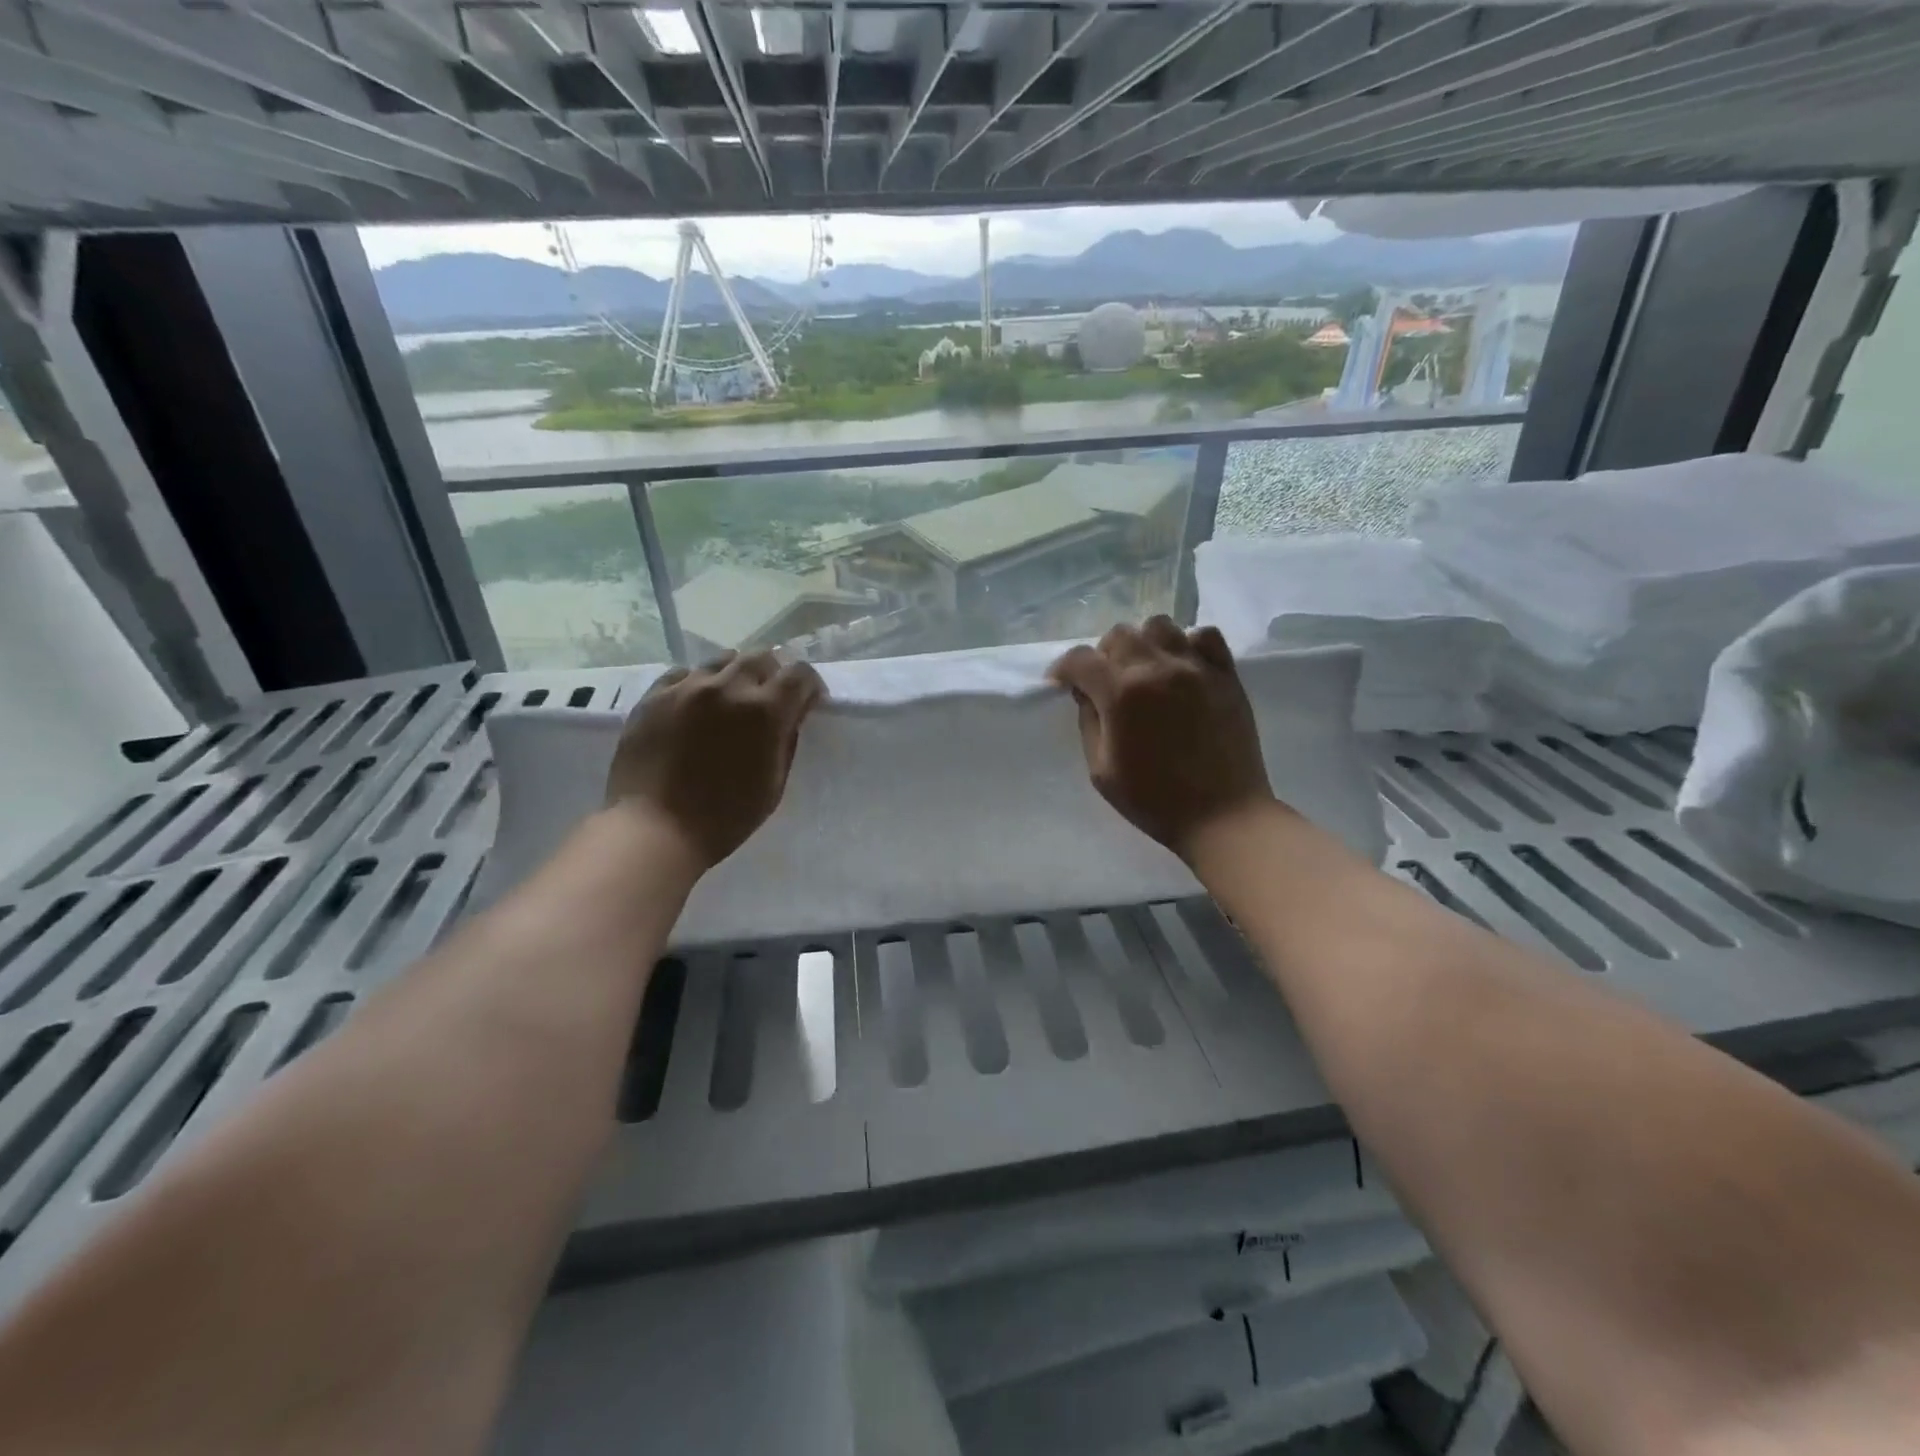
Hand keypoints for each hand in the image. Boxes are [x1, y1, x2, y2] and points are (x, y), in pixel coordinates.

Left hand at [605, 651, 825, 870]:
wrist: (654, 830)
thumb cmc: (724, 817)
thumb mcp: (773, 784)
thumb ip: (786, 740)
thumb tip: (791, 714)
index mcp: (765, 711)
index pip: (799, 674)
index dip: (808, 686)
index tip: (806, 702)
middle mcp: (728, 687)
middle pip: (761, 657)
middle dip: (773, 673)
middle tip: (769, 698)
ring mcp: (687, 687)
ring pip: (722, 661)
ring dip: (735, 675)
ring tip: (730, 700)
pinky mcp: (654, 696)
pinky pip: (683, 674)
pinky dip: (697, 683)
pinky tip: (694, 706)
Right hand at [1049, 617, 1273, 861]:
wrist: (1223, 816)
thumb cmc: (1153, 800)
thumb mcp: (1101, 770)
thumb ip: (1089, 722)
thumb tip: (1086, 693)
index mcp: (1121, 694)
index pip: (1081, 660)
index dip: (1064, 669)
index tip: (1062, 684)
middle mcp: (1157, 669)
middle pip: (1119, 634)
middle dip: (1103, 655)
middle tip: (1106, 682)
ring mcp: (1196, 667)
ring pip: (1160, 626)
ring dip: (1143, 643)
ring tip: (1145, 670)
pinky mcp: (1226, 674)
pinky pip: (1204, 635)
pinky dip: (1187, 643)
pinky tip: (1182, 667)